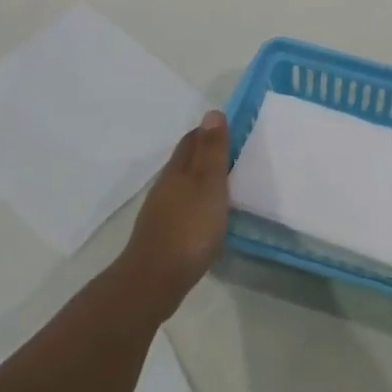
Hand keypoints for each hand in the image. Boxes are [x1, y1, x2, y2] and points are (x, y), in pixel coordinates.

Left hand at [117, 111, 230, 316]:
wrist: (155, 279)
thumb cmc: (189, 228)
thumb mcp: (208, 185)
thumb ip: (212, 151)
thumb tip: (212, 112)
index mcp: (177, 170)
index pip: (192, 139)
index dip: (210, 131)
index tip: (234, 130)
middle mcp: (166, 185)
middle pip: (186, 160)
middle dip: (207, 152)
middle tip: (236, 154)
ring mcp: (163, 211)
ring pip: (185, 185)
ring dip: (203, 179)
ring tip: (229, 184)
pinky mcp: (165, 234)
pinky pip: (185, 207)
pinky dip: (199, 202)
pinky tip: (211, 215)